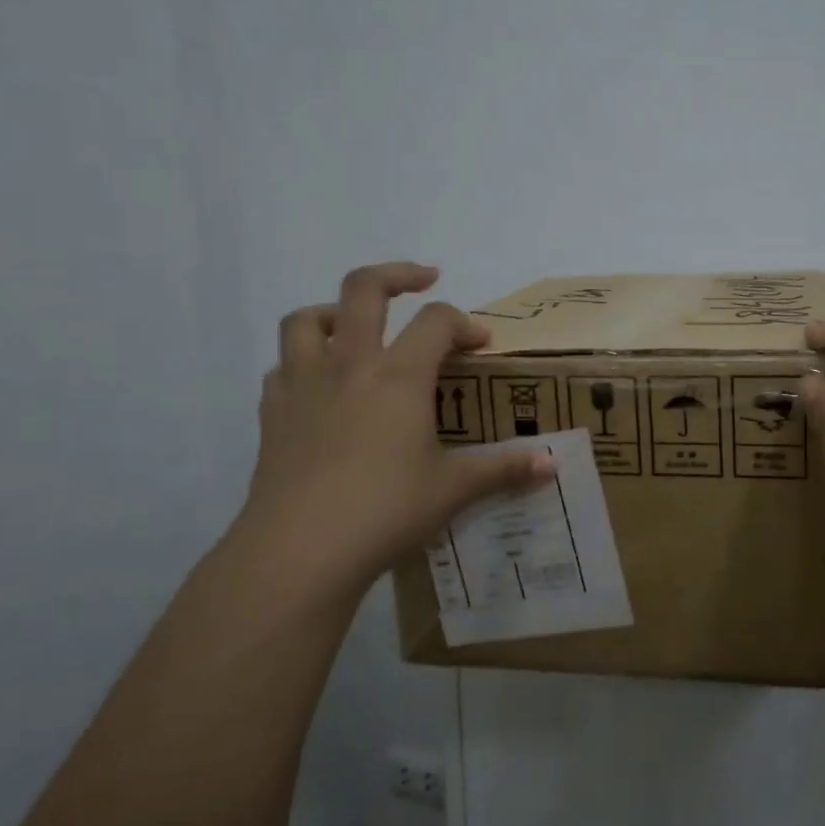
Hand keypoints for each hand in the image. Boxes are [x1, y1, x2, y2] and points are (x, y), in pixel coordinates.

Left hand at [236, 262, 553, 597]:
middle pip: (363, 288)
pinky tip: (320, 388)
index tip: (482, 345)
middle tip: (423, 281)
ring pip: (306, 319)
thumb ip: (504, 469)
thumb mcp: (454, 489)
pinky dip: (303, 363)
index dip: (465, 324)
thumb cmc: (385, 510)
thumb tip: (552, 466)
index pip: (437, 322)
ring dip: (334, 311)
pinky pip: (283, 367)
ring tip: (354, 325)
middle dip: (397, 275)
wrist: (299, 551)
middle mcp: (349, 364)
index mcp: (399, 375)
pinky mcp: (272, 414)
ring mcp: (303, 385)